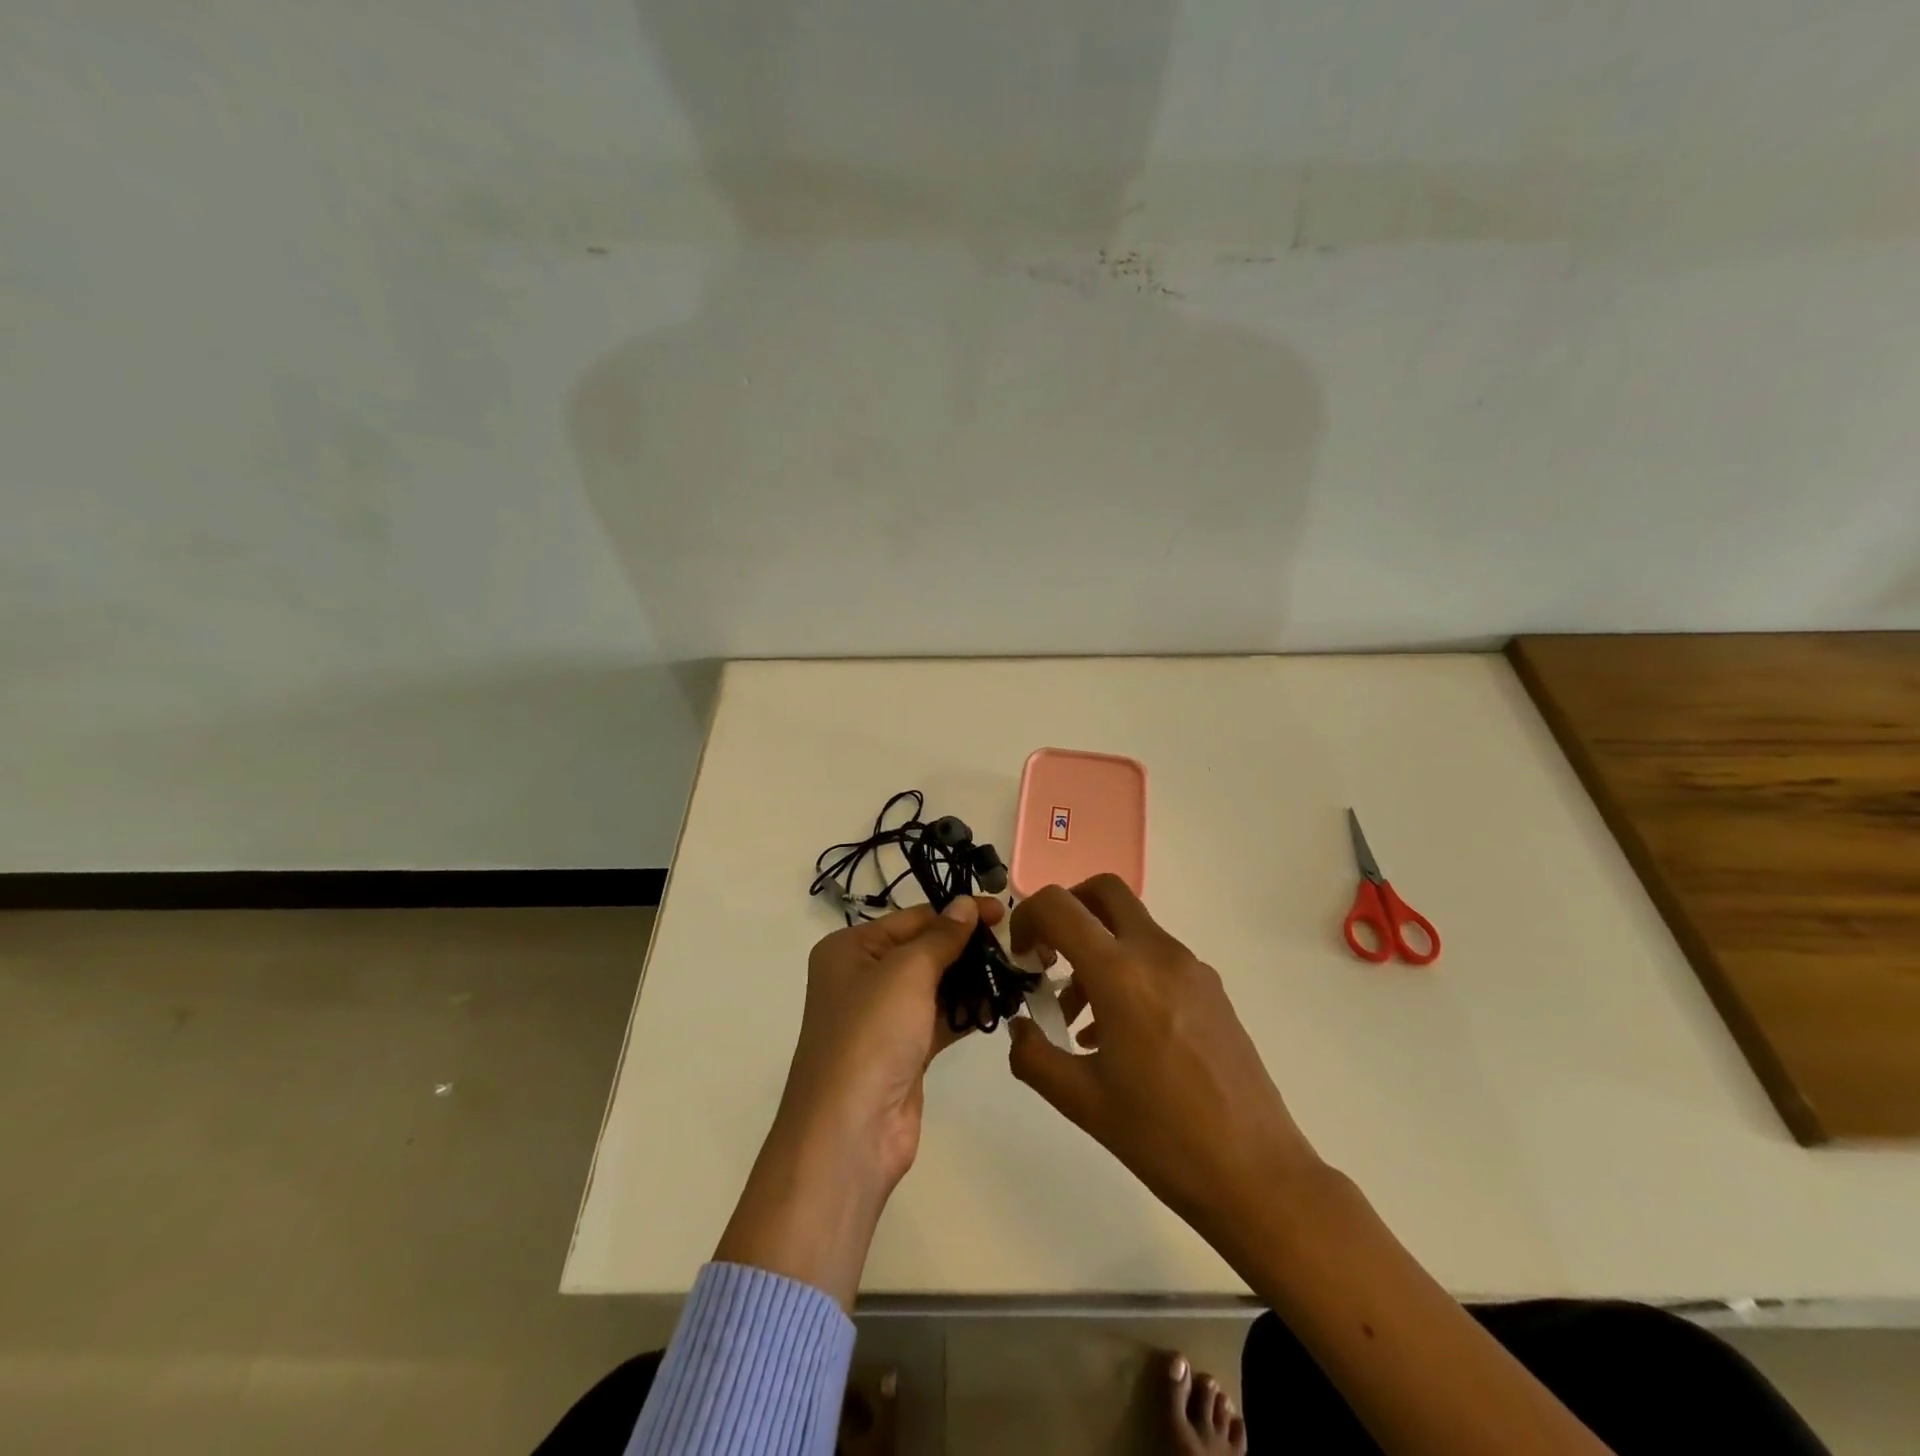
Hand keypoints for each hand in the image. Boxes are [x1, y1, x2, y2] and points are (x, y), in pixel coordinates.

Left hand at [716, 896, 998, 1307]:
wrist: (850, 1130)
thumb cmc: (871, 1033)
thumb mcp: (907, 972)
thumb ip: (941, 937)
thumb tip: (966, 903)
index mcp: (850, 948)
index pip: (912, 918)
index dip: (957, 913)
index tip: (1002, 911)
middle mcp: (863, 977)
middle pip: (924, 950)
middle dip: (968, 947)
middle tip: (1017, 943)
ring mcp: (883, 1017)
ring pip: (936, 985)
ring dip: (973, 979)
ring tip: (1019, 970)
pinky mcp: (905, 1051)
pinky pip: (941, 1019)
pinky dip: (969, 1011)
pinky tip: (1005, 1003)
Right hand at [1005, 876, 1322, 1250]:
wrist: (1256, 1174)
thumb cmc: (1160, 1137)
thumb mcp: (1079, 1100)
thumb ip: (1033, 1055)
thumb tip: (1020, 1028)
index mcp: (1120, 973)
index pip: (1059, 906)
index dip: (1027, 919)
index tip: (1021, 959)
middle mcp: (1157, 954)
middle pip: (1104, 892)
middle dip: (1068, 910)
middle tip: (1050, 955)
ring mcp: (1191, 968)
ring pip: (1132, 926)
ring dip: (1097, 949)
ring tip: (1079, 1018)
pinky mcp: (1212, 989)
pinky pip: (1157, 956)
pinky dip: (1127, 970)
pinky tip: (1120, 1034)